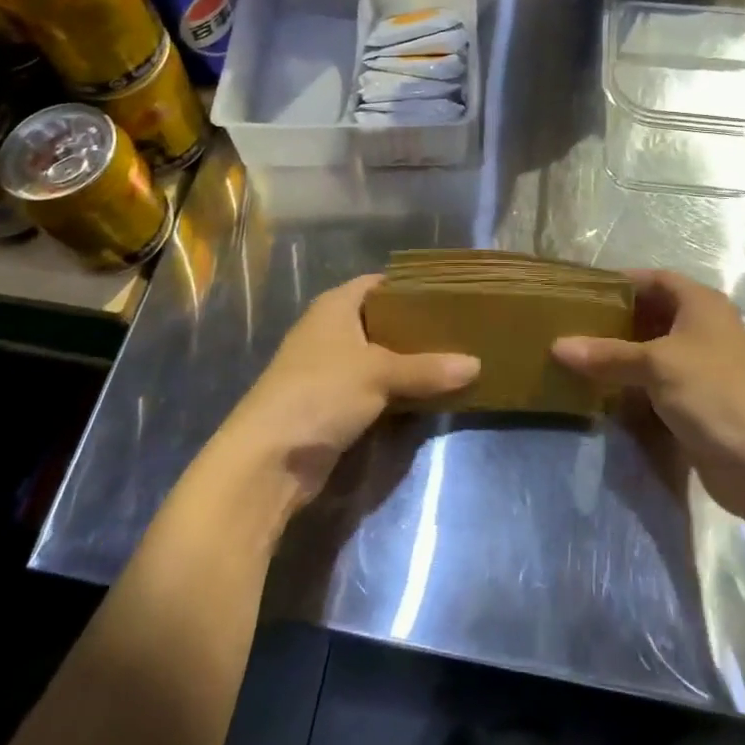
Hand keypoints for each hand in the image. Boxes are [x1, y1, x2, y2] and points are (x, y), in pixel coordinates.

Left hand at [215, 275, 478, 516]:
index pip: (378, 283)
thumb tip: (476, 364)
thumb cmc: (320, 392)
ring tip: (455, 358)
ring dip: (409, 362)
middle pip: (381, 320)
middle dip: (416, 327)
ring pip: (379, 357)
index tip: (449, 293)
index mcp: (335, 306)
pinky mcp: (332, 405)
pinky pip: (373, 388)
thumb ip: (427, 368)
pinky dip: (397, 390)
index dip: (410, 286)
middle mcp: (331, 331)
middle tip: (461, 328)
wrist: (268, 460)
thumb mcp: (379, 374)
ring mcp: (329, 369)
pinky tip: (429, 394)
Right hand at [552, 270, 744, 518]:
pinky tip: (606, 389)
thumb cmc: (712, 393)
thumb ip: (607, 354)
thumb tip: (557, 346)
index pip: (655, 279)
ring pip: (655, 349)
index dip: (622, 282)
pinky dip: (636, 382)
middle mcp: (705, 327)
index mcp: (701, 303)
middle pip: (654, 313)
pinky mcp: (700, 399)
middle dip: (617, 319)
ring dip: (624, 353)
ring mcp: (704, 365)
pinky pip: (660, 381)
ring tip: (582, 355)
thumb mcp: (655, 365)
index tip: (583, 292)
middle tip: (575, 325)